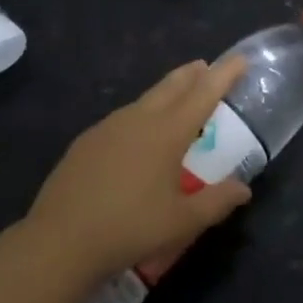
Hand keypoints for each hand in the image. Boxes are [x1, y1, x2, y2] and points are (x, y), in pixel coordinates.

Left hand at [28, 58, 253, 283]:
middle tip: (206, 68)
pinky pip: (123, 118)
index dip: (224, 74)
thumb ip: (217, 202)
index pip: (204, 93)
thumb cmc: (129, 229)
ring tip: (176, 100)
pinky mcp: (86, 142)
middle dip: (193, 74)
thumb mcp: (182, 221)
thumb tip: (243, 190)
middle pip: (172, 85)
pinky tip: (138, 137)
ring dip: (166, 93)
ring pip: (145, 99)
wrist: (58, 243)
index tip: (240, 59)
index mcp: (167, 132)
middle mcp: (139, 120)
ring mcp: (108, 128)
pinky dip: (141, 115)